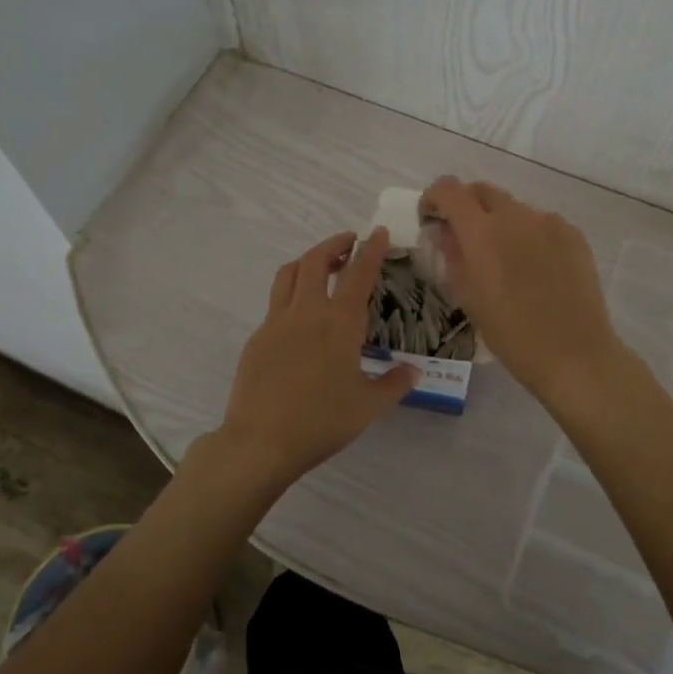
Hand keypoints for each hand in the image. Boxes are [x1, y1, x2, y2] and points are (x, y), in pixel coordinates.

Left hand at [189, 228, 419, 497]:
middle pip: (316, 261)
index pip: (359, 273)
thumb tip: (414, 370)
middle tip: (348, 243)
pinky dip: (291, 292)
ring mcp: (277, 321)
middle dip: (334, 244)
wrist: (261, 441)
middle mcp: (308, 312)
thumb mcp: (368, 406)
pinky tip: (300, 314)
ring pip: (289, 273)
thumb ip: (394, 383)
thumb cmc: (321, 422)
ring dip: (307, 260)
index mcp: (340, 323)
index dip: (370, 249)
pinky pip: (276, 302)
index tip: (377, 232)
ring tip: (321, 266)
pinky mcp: (258, 337)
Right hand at [419, 177, 625, 403]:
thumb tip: (446, 234)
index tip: (432, 219)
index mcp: (481, 232)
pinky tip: (536, 269)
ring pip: (514, 208)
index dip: (434, 198)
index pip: (449, 190)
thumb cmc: (511, 334)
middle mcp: (515, 216)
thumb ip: (453, 257)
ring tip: (505, 260)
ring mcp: (548, 222)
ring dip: (500, 223)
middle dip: (466, 206)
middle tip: (464, 238)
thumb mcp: (469, 298)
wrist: (574, 354)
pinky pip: (542, 223)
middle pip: (482, 191)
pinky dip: (530, 235)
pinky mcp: (574, 234)